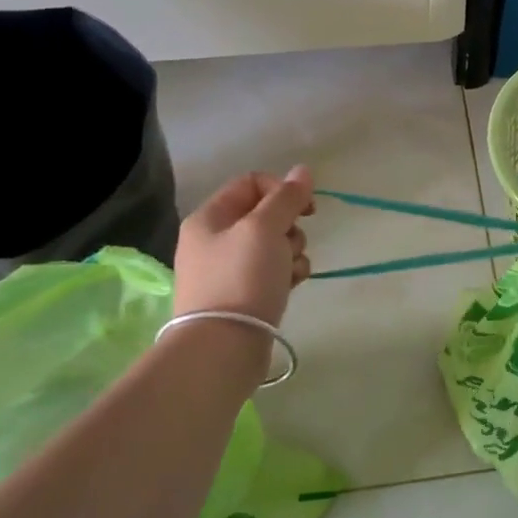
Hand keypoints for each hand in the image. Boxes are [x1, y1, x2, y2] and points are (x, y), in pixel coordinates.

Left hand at [171, 166, 314, 327]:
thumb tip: (303, 170)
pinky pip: (274, 272)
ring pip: (275, 244)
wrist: (223, 347)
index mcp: (210, 217)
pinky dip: (287, 274)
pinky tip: (291, 286)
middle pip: (266, 215)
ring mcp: (228, 269)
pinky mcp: (243, 295)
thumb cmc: (242, 278)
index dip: (283, 190)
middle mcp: (214, 240)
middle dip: (290, 226)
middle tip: (290, 244)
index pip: (253, 183)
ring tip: (291, 271)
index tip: (307, 208)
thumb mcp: (265, 229)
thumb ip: (286, 198)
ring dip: (293, 252)